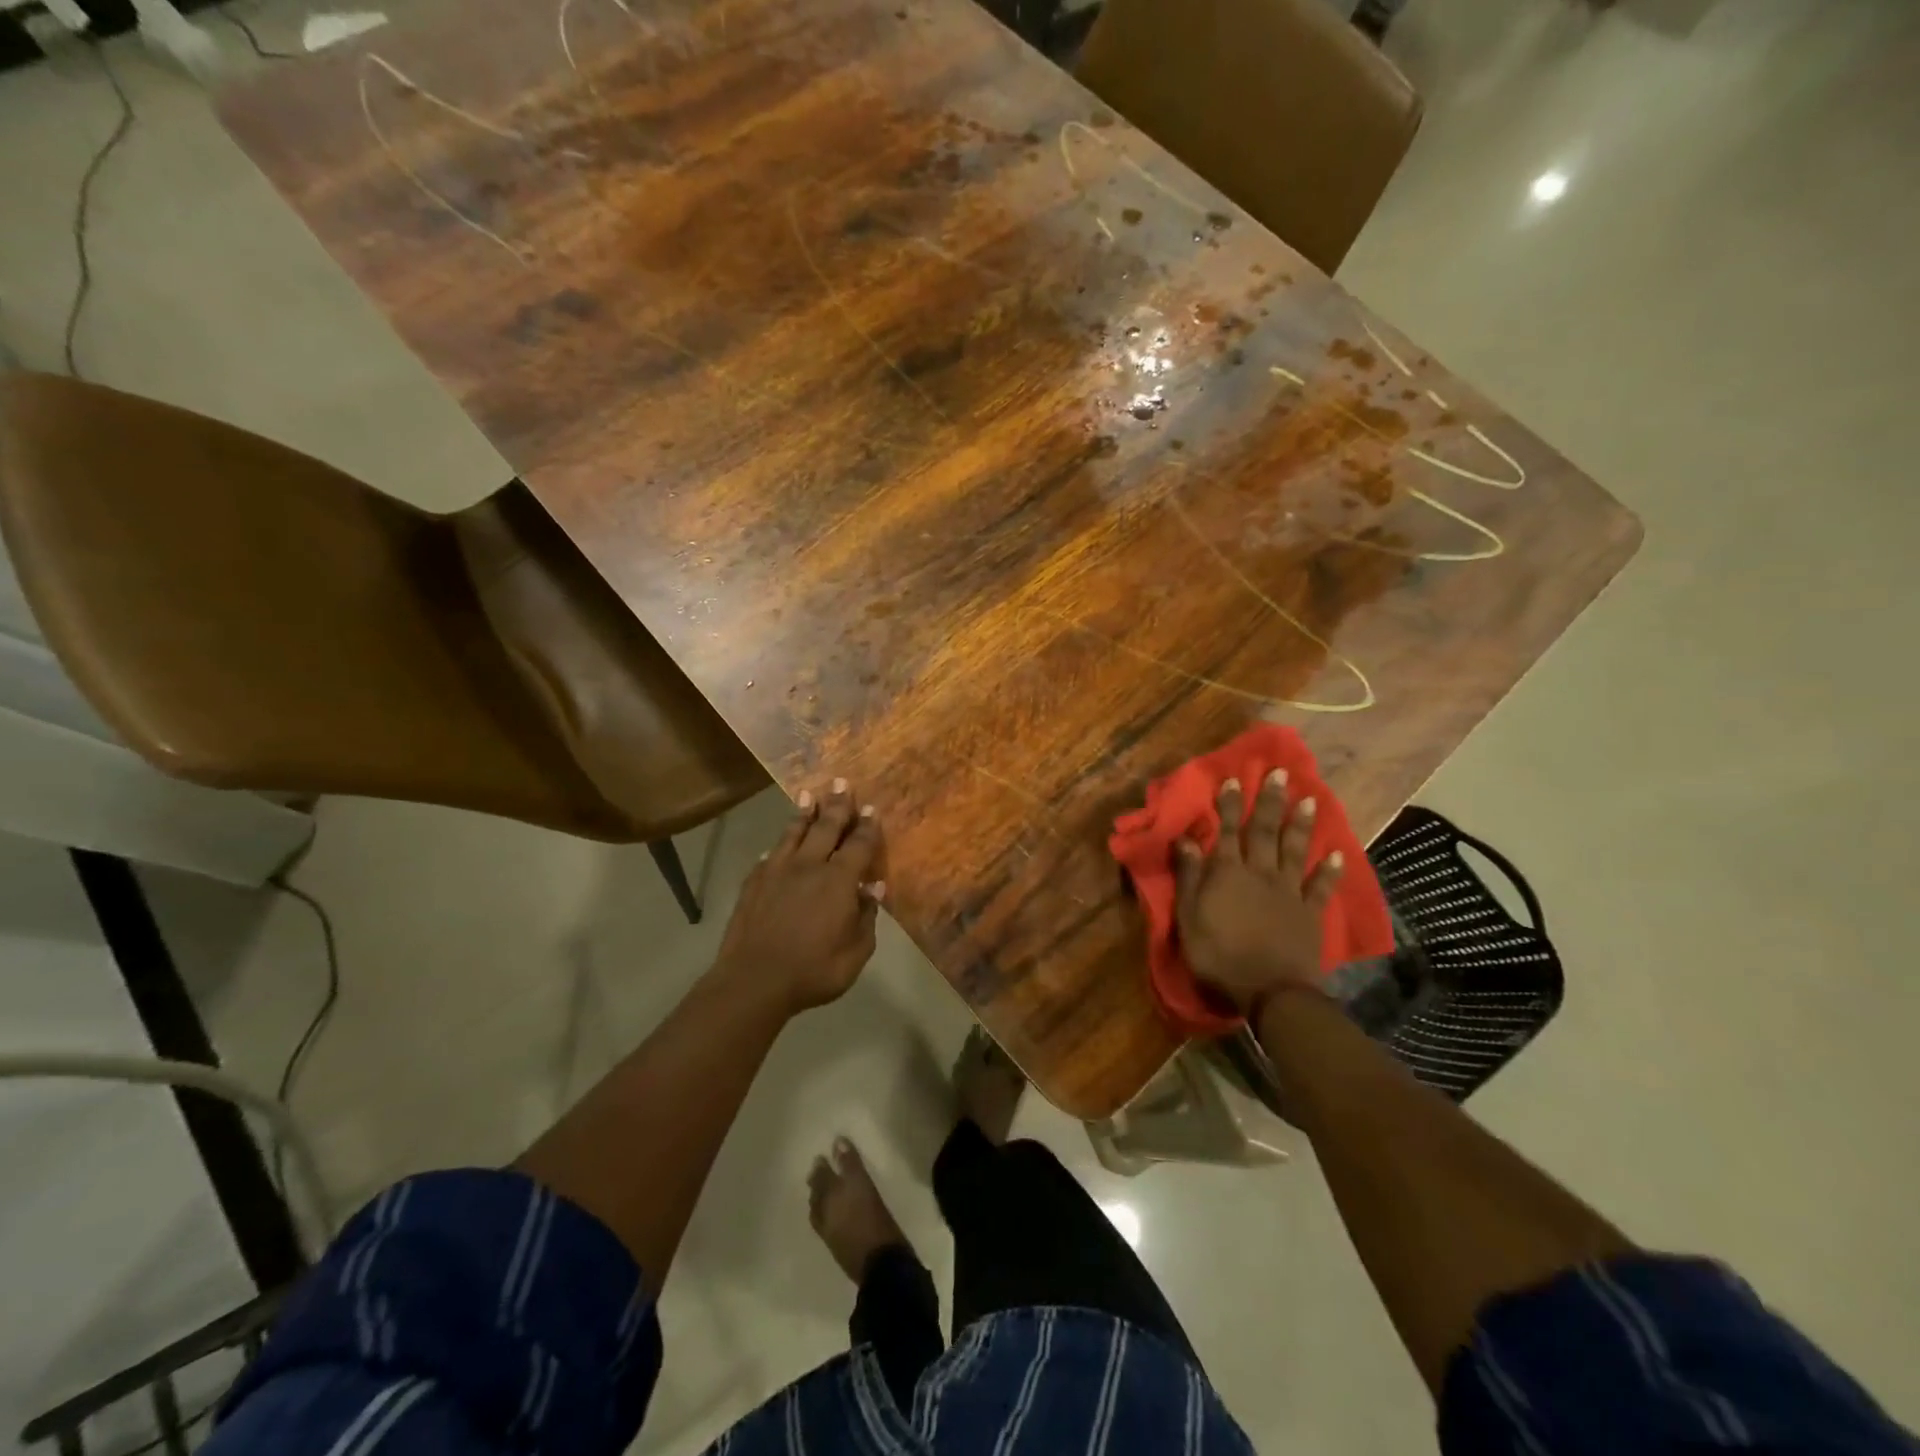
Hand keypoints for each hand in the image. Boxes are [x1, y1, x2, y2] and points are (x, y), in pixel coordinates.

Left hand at [714, 778, 885, 1015]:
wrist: (754, 980)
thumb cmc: (814, 970)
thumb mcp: (856, 952)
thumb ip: (866, 917)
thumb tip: (873, 888)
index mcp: (838, 880)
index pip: (859, 844)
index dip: (867, 826)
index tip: (872, 808)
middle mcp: (809, 866)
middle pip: (826, 827)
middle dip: (837, 805)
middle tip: (842, 782)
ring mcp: (777, 871)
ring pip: (794, 833)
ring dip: (804, 813)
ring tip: (809, 795)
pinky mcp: (753, 882)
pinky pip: (769, 855)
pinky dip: (777, 846)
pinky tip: (776, 845)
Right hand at [1175, 770, 1343, 1013]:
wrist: (1269, 991)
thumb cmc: (1218, 955)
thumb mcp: (1188, 917)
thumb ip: (1189, 876)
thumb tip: (1186, 839)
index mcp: (1227, 872)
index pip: (1227, 830)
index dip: (1229, 805)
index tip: (1234, 779)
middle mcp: (1260, 872)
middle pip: (1265, 831)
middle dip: (1270, 801)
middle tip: (1280, 773)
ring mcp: (1289, 891)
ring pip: (1295, 850)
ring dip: (1301, 823)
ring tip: (1309, 798)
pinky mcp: (1310, 913)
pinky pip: (1322, 886)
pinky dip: (1331, 869)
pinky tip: (1338, 852)